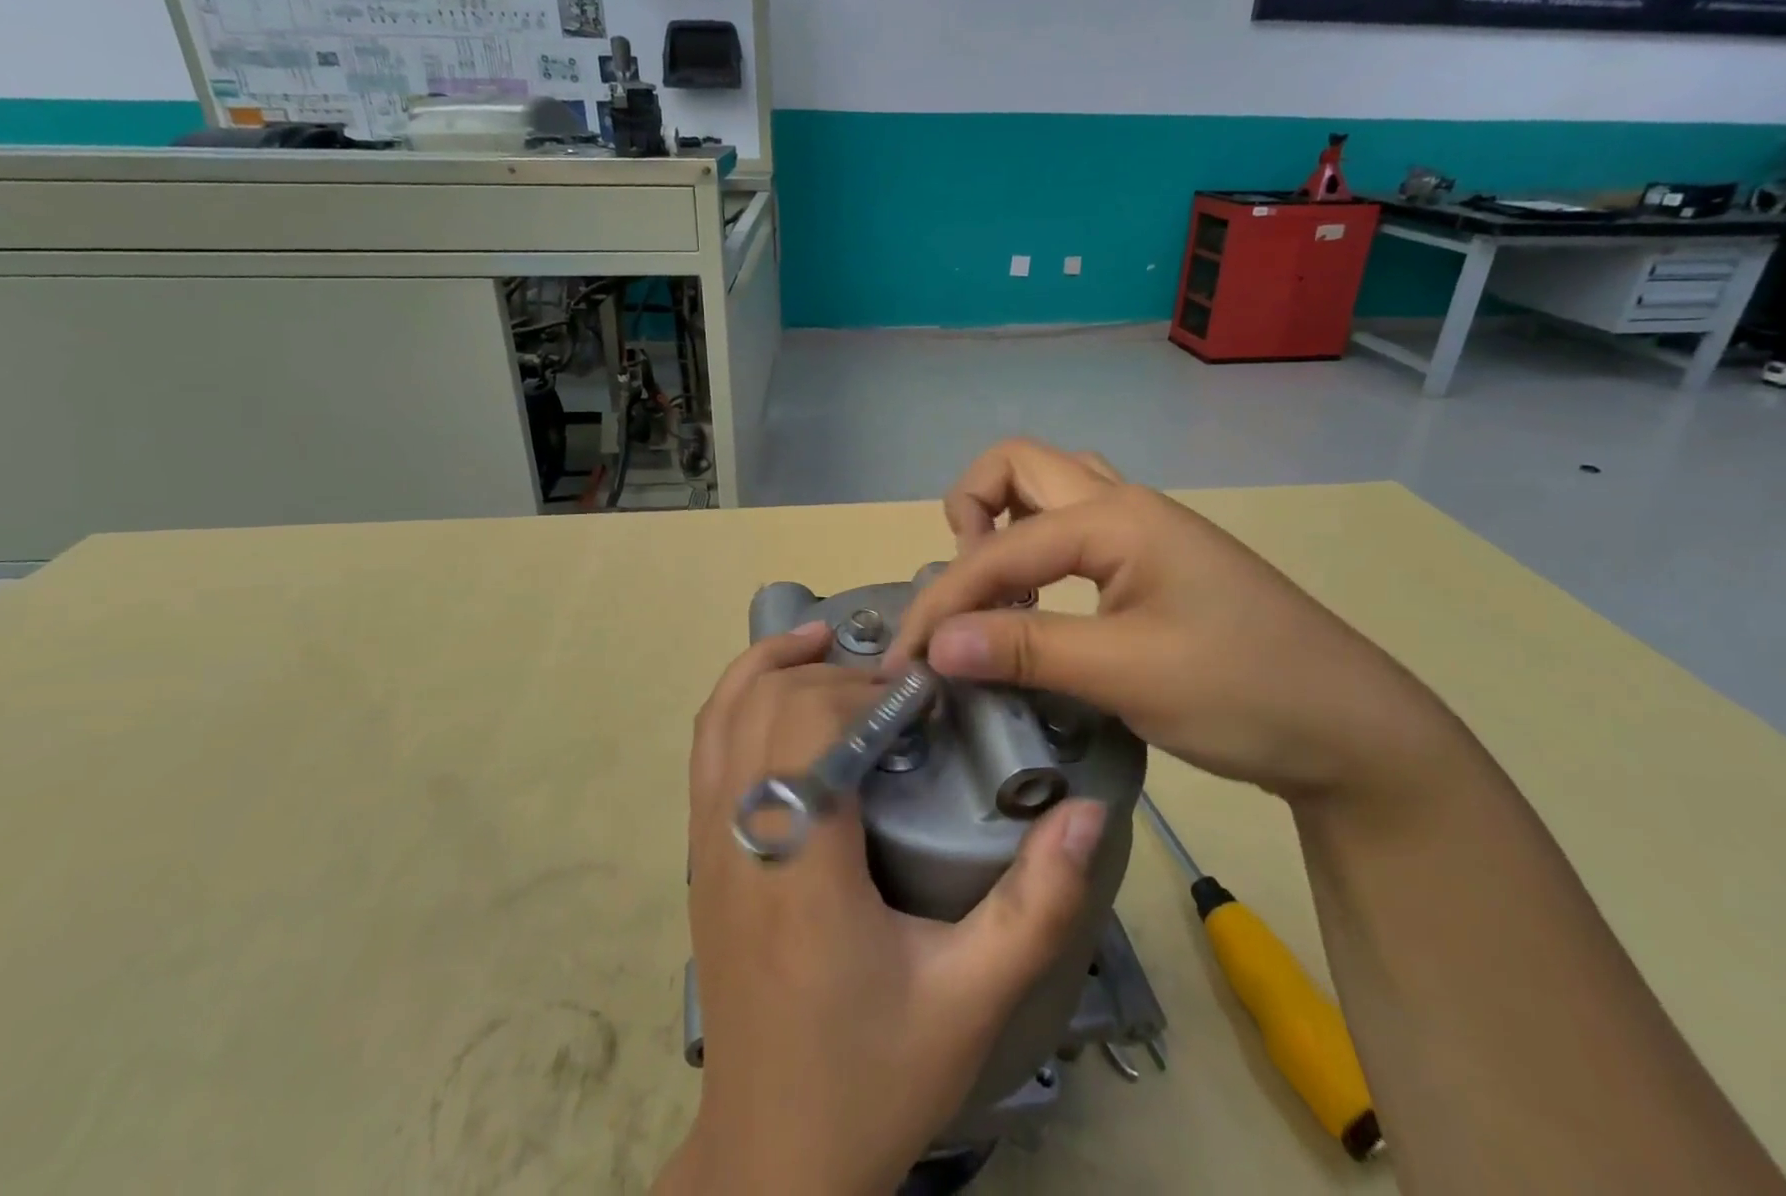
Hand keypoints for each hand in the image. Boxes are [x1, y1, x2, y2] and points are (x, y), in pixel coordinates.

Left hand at [657, 621, 1108, 1195]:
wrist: (772, 1157)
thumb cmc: (872, 1076)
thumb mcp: (972, 1000)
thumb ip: (1036, 905)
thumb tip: (1085, 812)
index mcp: (801, 867)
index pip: (809, 729)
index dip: (863, 693)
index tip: (921, 696)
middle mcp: (739, 839)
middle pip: (766, 707)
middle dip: (830, 677)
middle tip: (895, 687)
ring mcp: (707, 844)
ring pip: (721, 716)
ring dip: (770, 666)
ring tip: (827, 641)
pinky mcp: (700, 856)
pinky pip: (707, 748)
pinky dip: (738, 698)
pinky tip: (781, 692)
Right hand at [886, 439, 1458, 801]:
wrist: (1355, 732)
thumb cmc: (1247, 693)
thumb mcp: (1129, 674)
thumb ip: (1026, 649)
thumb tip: (938, 644)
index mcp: (1115, 518)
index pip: (998, 549)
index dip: (943, 602)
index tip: (908, 662)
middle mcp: (1123, 505)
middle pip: (1018, 466)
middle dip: (969, 513)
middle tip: (964, 589)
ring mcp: (1142, 530)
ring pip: (1049, 487)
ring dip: (1003, 521)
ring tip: (993, 588)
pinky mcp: (1152, 562)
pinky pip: (1072, 527)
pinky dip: (1035, 547)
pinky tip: (1038, 602)